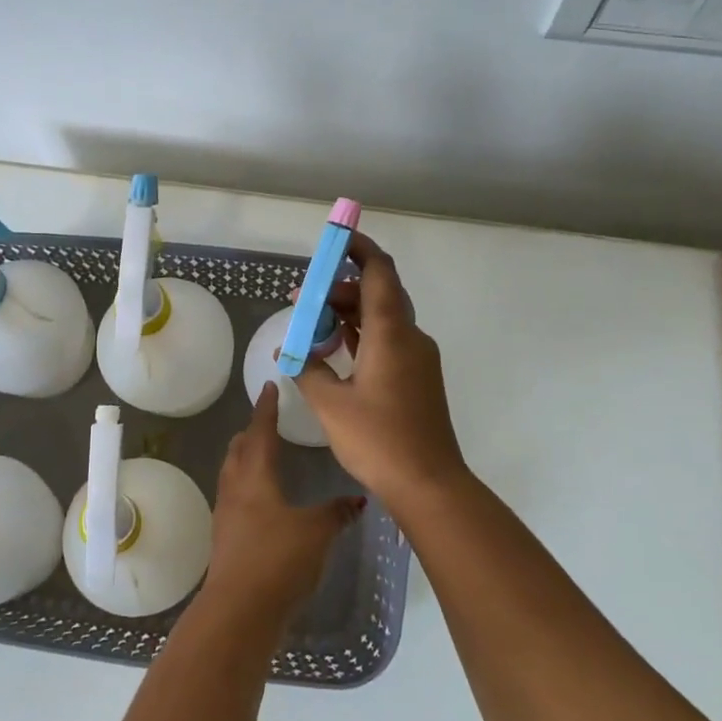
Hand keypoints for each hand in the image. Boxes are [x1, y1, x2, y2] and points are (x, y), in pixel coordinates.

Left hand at [205, 385, 362, 624]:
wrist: (239, 610)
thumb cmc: (278, 560)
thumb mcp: (316, 532)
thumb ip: (336, 513)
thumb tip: (358, 500)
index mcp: (254, 476)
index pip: (260, 431)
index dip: (266, 409)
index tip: (269, 387)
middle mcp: (234, 488)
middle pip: (238, 450)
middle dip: (251, 433)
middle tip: (266, 421)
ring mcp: (225, 515)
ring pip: (232, 474)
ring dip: (245, 459)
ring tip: (261, 455)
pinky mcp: (224, 539)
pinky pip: (234, 499)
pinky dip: (246, 487)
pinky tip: (260, 501)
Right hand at [293, 231, 470, 507]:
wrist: (429, 484)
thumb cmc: (378, 440)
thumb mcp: (330, 403)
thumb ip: (308, 369)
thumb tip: (292, 351)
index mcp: (391, 333)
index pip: (378, 272)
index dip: (359, 248)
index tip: (337, 237)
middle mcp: (410, 337)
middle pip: (377, 293)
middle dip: (339, 288)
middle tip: (302, 299)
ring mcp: (418, 358)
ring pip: (382, 319)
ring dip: (349, 314)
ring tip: (311, 324)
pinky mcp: (418, 378)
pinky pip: (388, 341)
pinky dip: (362, 335)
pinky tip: (336, 347)